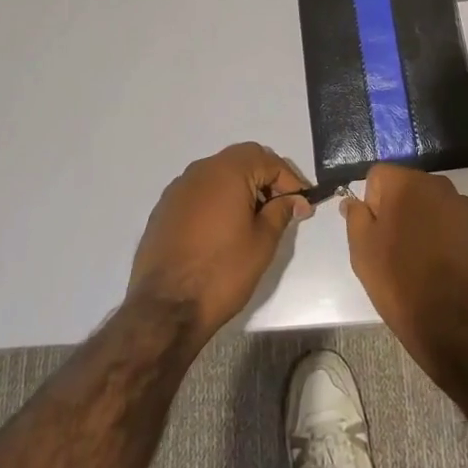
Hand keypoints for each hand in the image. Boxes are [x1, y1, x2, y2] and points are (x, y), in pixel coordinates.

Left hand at [127, 143, 311, 342]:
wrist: (165, 308)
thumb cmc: (222, 271)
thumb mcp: (262, 242)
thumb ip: (280, 212)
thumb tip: (294, 199)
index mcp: (227, 171)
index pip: (268, 160)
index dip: (290, 181)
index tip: (302, 207)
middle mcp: (200, 170)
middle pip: (242, 160)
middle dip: (266, 179)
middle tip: (282, 208)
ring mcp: (178, 188)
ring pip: (219, 174)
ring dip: (241, 188)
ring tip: (254, 220)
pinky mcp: (164, 209)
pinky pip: (199, 192)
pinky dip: (218, 201)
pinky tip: (223, 230)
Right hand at [343, 164, 467, 376]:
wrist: (453, 323)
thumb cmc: (399, 282)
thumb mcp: (362, 250)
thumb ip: (355, 216)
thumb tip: (352, 201)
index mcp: (406, 184)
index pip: (379, 176)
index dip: (372, 202)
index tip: (375, 231)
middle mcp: (439, 185)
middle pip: (410, 187)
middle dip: (401, 208)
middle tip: (396, 247)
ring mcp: (467, 207)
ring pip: (436, 204)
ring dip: (427, 220)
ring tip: (424, 259)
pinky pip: (459, 223)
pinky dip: (451, 235)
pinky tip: (447, 265)